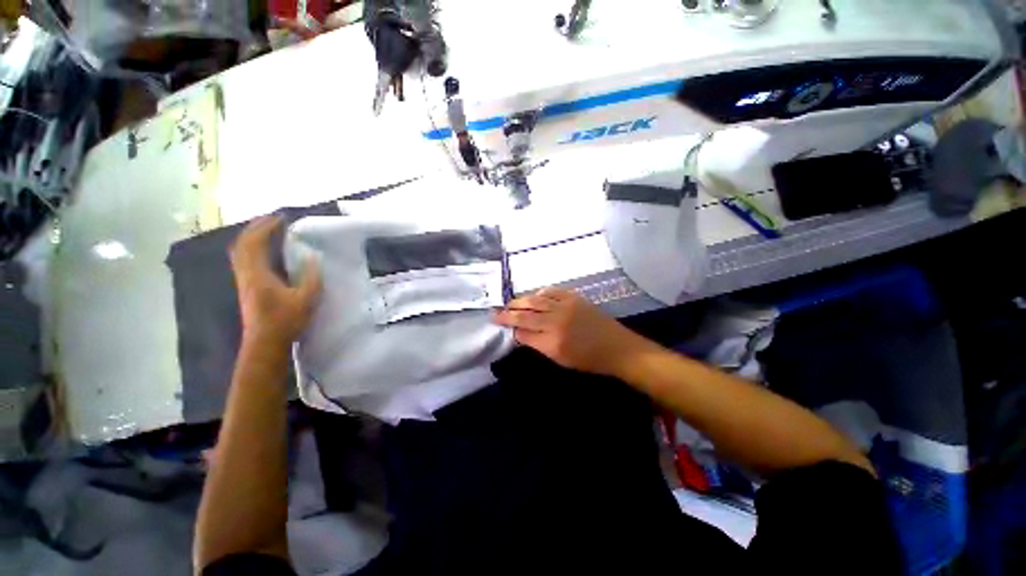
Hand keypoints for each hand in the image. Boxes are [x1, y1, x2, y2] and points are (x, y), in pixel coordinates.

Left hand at [230, 216, 321, 347]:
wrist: (265, 342)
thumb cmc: (286, 321)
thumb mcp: (307, 299)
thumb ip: (312, 277)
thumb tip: (313, 257)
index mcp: (258, 274)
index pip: (256, 242)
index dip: (267, 227)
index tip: (282, 218)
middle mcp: (246, 273)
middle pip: (242, 243)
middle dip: (256, 227)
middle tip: (273, 219)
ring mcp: (243, 280)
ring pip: (239, 251)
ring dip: (251, 237)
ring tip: (267, 230)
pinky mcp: (245, 286)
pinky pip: (243, 259)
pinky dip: (251, 248)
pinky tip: (263, 250)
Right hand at [493, 287, 649, 376]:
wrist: (616, 347)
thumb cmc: (588, 360)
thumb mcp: (560, 359)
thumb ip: (538, 344)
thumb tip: (521, 333)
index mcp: (552, 341)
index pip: (523, 331)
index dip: (510, 327)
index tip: (499, 323)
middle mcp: (555, 321)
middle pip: (525, 313)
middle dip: (508, 312)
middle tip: (497, 312)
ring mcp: (565, 306)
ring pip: (535, 300)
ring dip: (520, 301)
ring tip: (510, 303)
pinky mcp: (574, 298)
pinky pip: (551, 291)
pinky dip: (539, 293)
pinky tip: (534, 296)